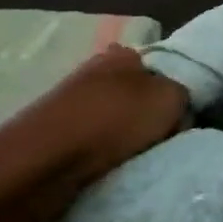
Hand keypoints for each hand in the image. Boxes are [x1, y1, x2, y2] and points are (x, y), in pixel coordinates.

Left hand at [0, 45, 189, 221]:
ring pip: (114, 117)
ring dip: (125, 136)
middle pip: (137, 93)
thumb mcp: (169, 100)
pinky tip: (108, 167)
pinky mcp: (52, 133)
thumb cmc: (110, 123)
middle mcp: (94, 69)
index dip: (175, 91)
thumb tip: (180, 106)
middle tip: (163, 139)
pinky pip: (92, 141)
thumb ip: (184, 94)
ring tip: (136, 158)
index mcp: (123, 54)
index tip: (182, 117)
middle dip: (149, 114)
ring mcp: (69, 101)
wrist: (38, 166)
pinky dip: (101, 153)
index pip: (161, 66)